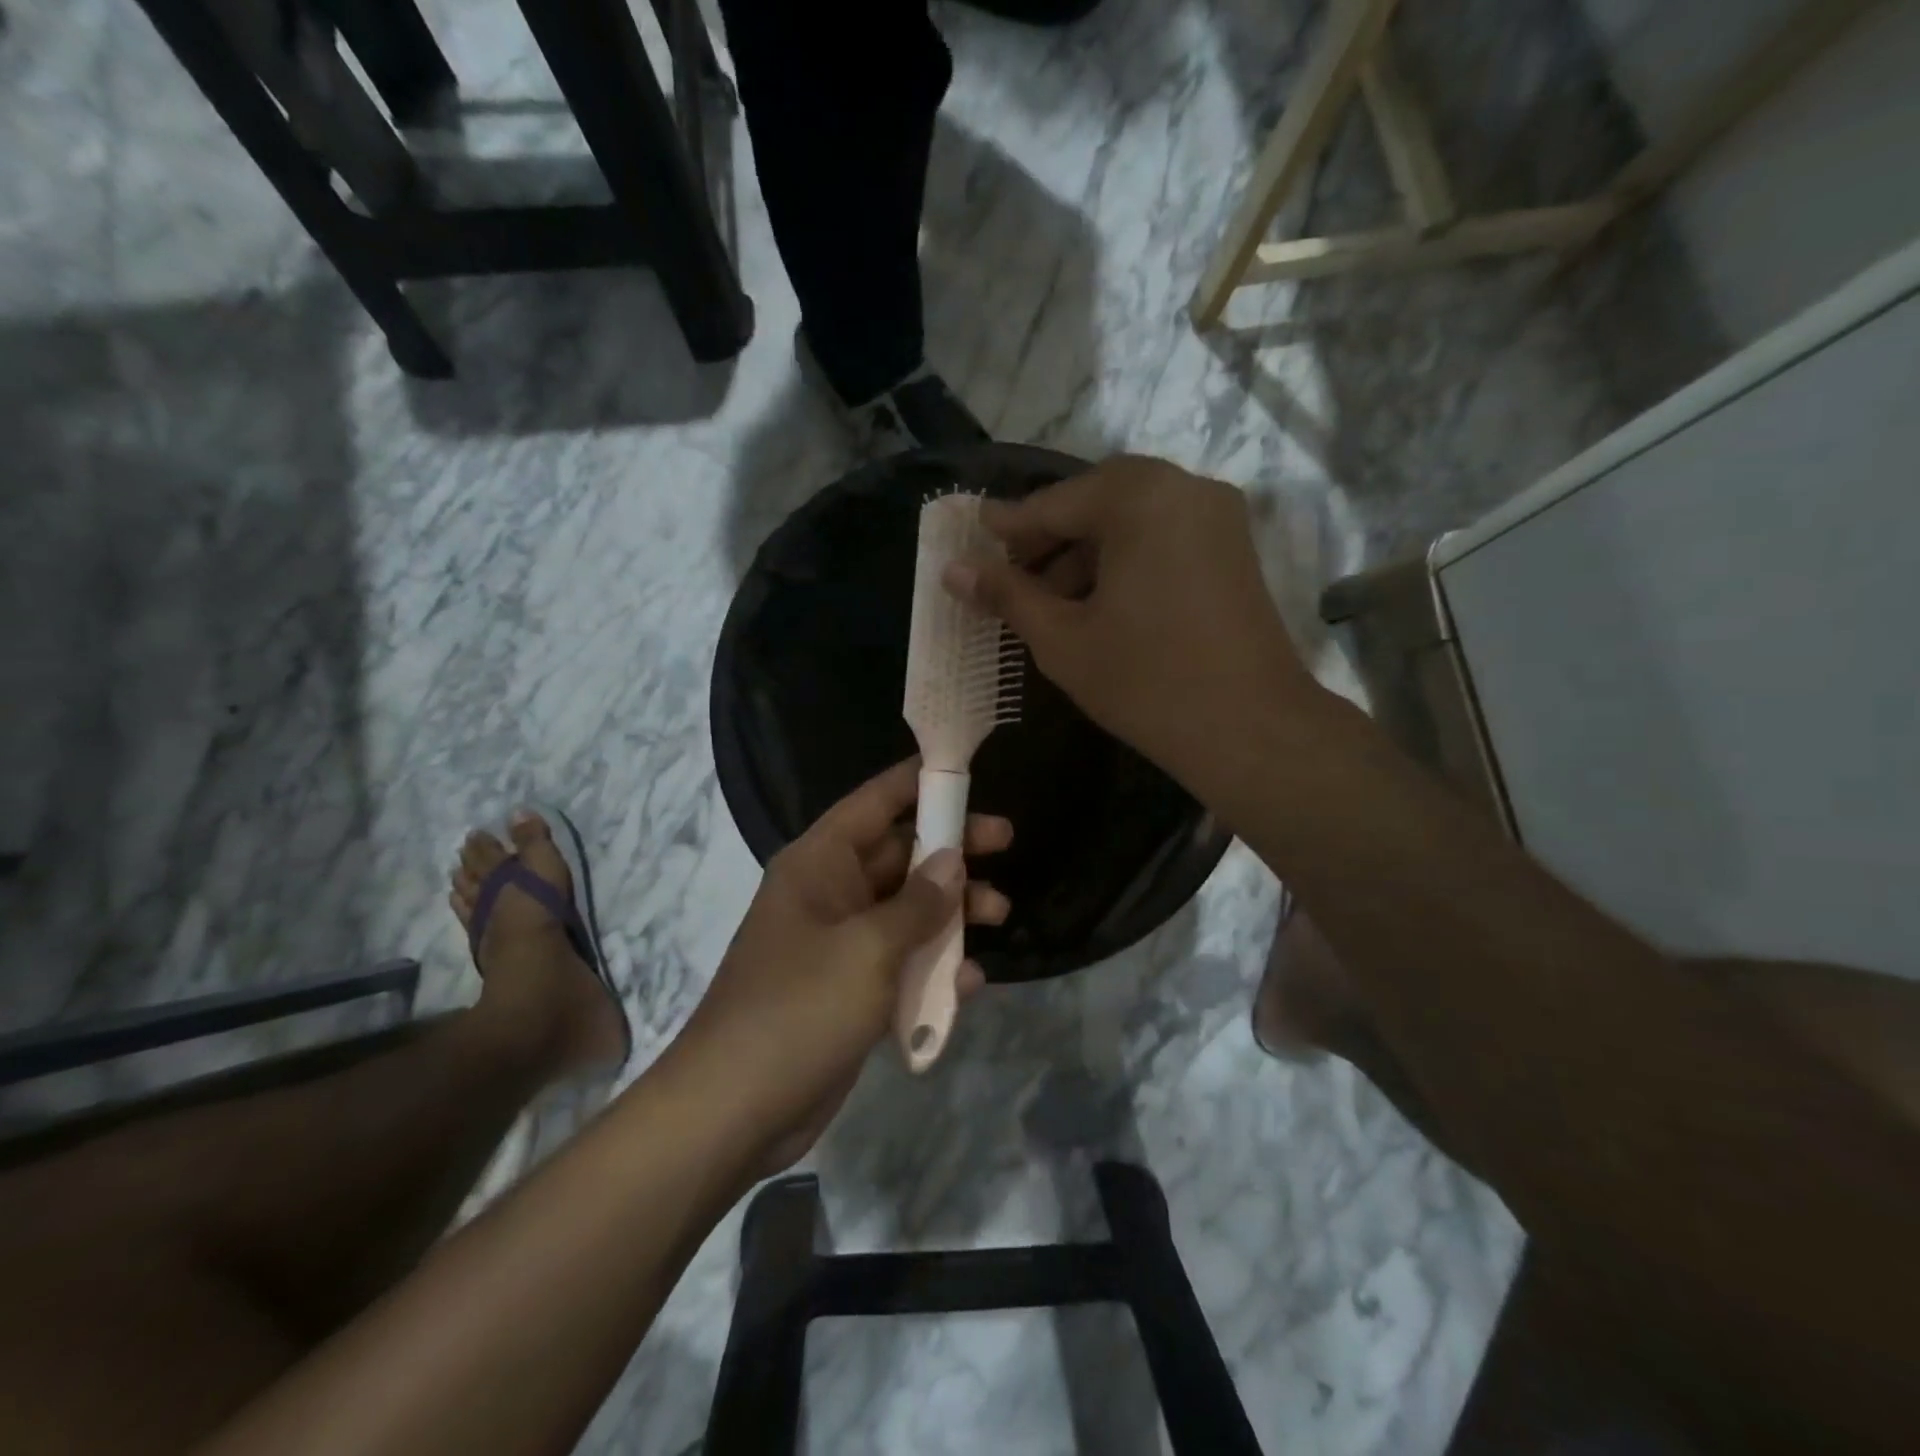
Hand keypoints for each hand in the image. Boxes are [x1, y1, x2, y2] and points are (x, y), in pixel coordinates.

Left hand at [673, 759, 1010, 1172]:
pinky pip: (901, 962)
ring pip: (907, 909)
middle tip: (1005, 843)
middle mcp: (830, 893)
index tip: (968, 774)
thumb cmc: (799, 1009)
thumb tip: (953, 863)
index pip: (875, 802)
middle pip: (899, 854)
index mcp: (820, 863)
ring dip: (952, 911)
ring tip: (1000, 915)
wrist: (734, 1110)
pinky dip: (934, 967)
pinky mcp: (850, 989)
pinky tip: (969, 983)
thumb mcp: (867, 949)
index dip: (919, 783)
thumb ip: (917, 904)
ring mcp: (840, 943)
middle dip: (951, 850)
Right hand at [945, 455, 1317, 795]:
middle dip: (1049, 538)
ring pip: (1131, 520)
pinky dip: (1124, 560)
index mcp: (1139, 497)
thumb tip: (953, 570)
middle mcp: (1184, 487)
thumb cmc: (1145, 681)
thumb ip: (1006, 595)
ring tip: (1048, 601)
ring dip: (1085, 552)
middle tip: (1009, 574)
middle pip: (1096, 501)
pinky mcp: (1233, 548)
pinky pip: (1163, 537)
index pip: (1055, 503)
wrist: (1251, 730)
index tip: (972, 536)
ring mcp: (1217, 516)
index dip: (1009, 526)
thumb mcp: (1061, 639)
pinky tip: (1097, 603)